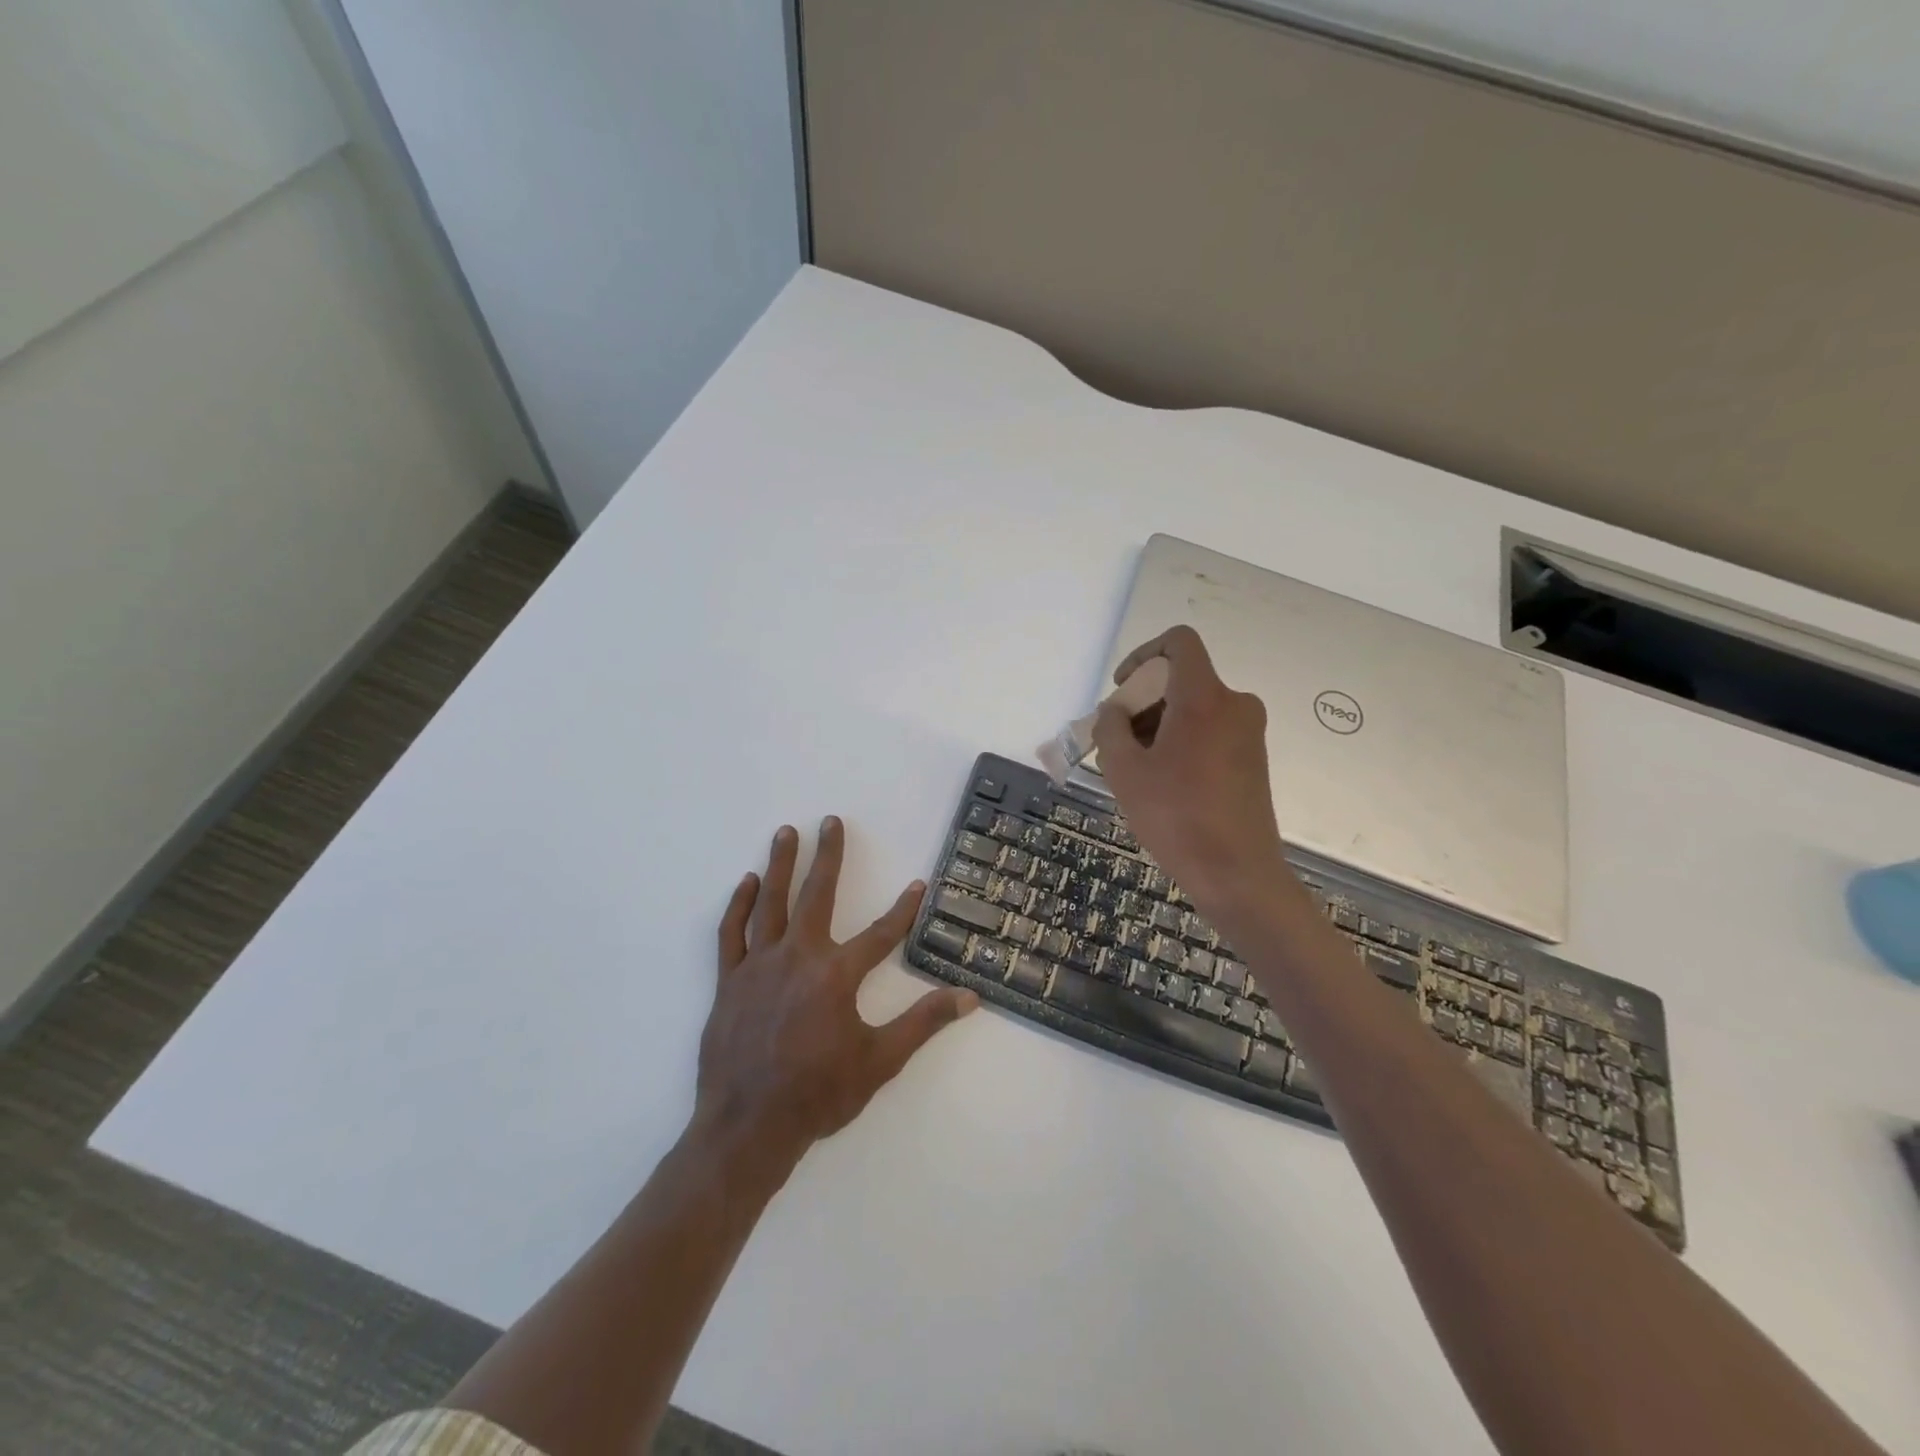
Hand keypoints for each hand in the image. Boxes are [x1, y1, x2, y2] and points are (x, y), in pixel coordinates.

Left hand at [692, 817, 977, 1176]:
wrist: (747, 1128)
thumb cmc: (818, 1095)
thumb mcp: (880, 1062)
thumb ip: (923, 1023)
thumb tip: (969, 998)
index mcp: (836, 975)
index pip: (880, 933)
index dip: (903, 909)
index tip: (918, 884)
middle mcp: (798, 957)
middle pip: (817, 895)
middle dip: (828, 856)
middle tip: (830, 821)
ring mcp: (759, 965)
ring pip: (770, 902)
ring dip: (780, 864)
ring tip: (786, 832)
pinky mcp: (730, 980)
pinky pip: (732, 932)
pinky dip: (740, 904)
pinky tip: (747, 882)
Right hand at [1092, 626, 1291, 914]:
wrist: (1238, 874)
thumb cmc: (1176, 817)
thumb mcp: (1124, 770)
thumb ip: (1110, 728)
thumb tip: (1114, 711)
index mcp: (1204, 697)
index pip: (1179, 642)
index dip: (1144, 655)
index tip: (1123, 690)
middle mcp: (1235, 704)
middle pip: (1182, 679)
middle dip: (1143, 702)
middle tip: (1117, 743)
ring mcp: (1249, 732)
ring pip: (1195, 708)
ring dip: (1159, 725)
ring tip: (1135, 769)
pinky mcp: (1253, 758)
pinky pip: (1211, 730)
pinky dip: (1182, 741)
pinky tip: (1163, 782)